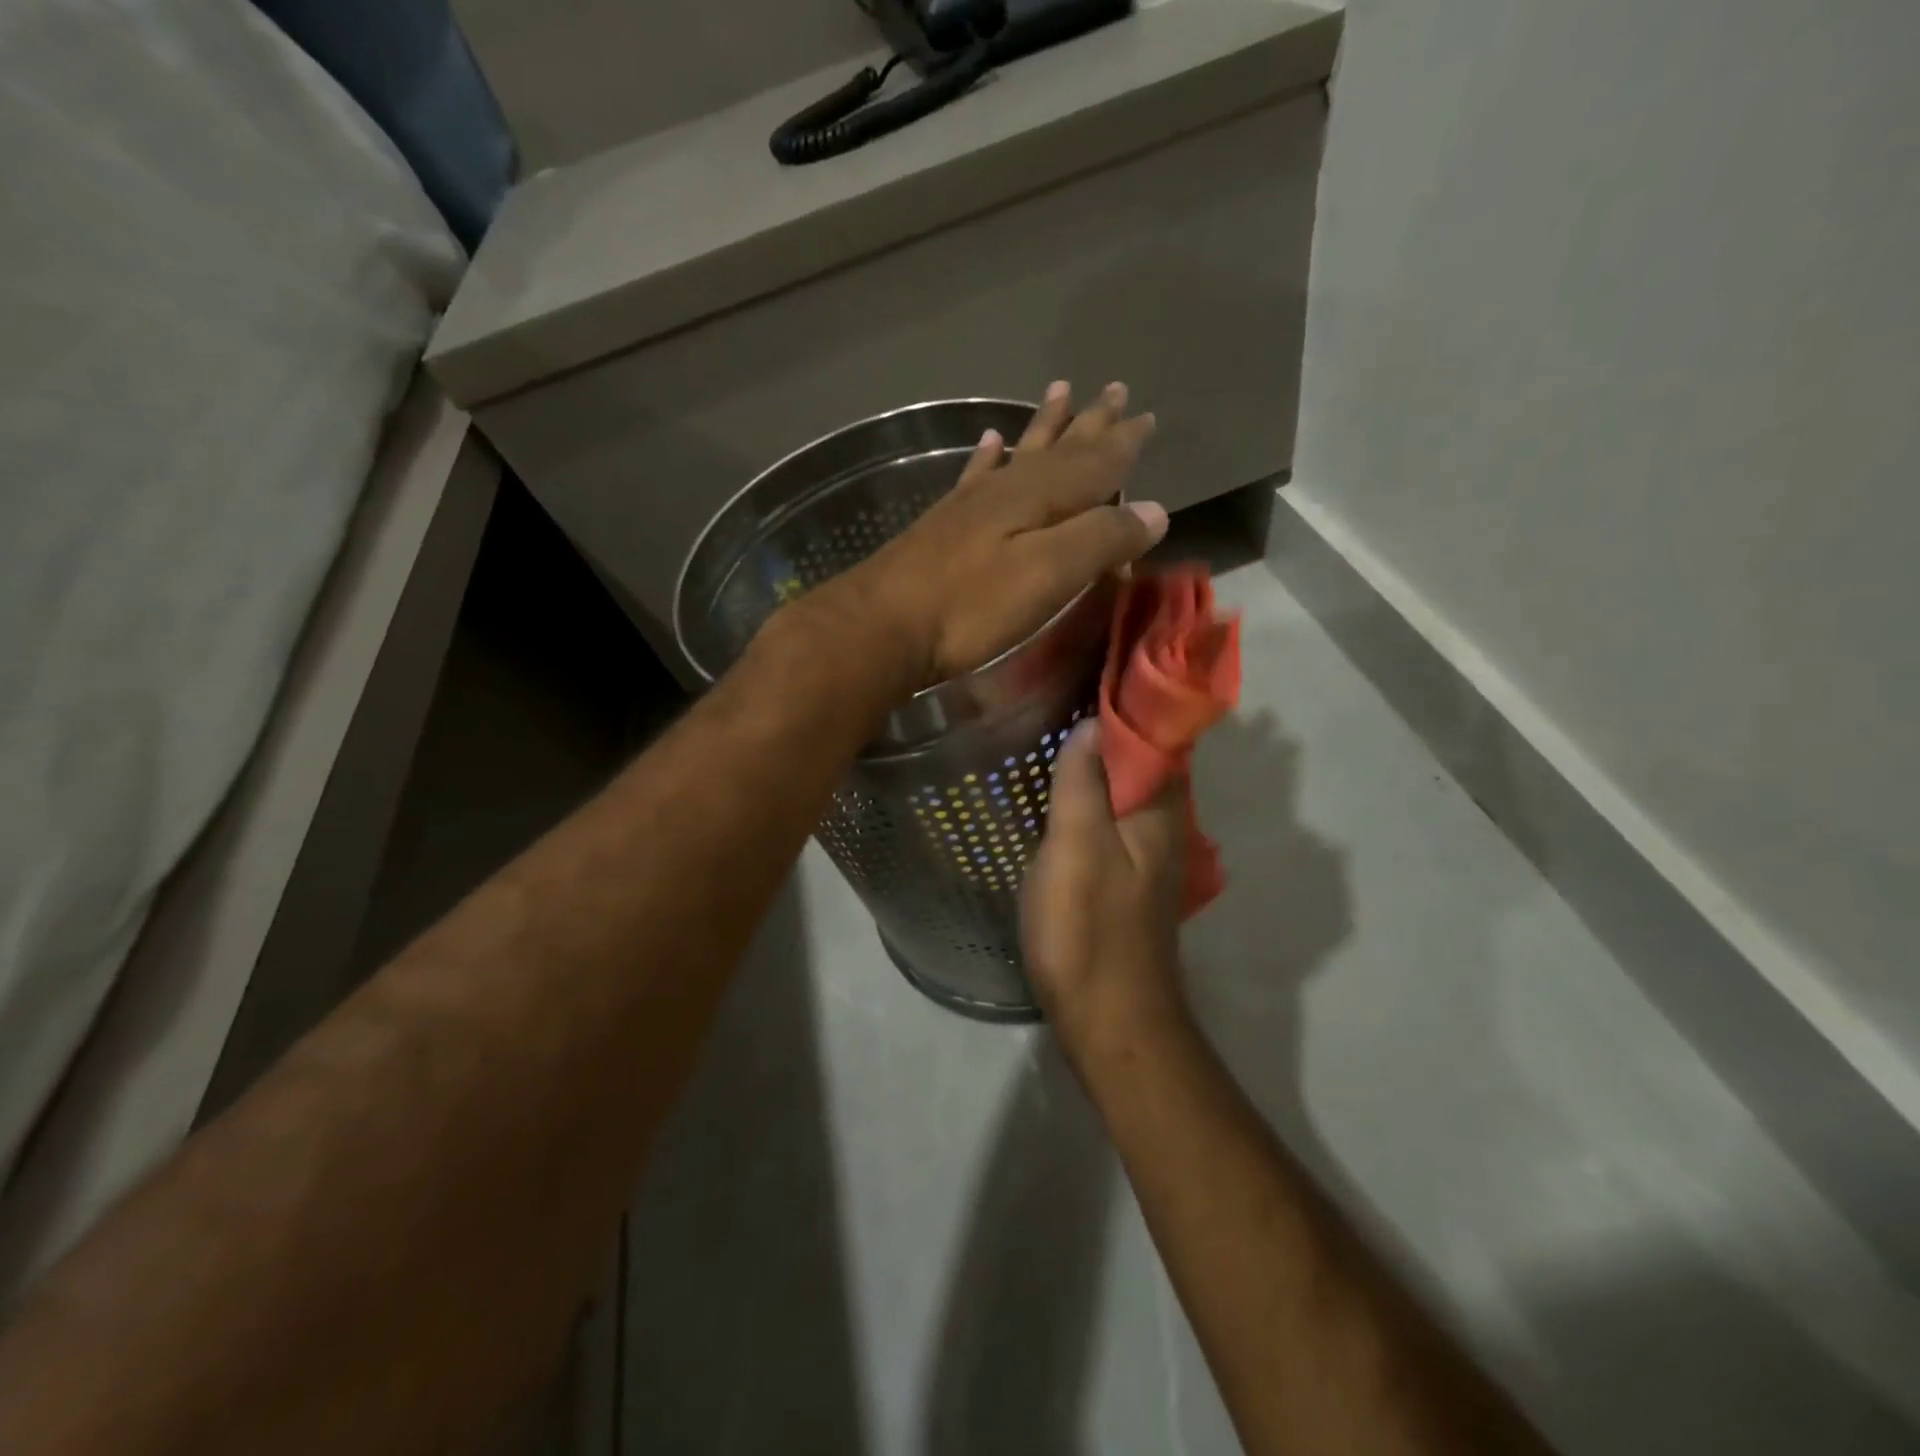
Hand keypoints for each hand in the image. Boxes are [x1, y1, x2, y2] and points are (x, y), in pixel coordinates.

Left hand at [817, 382, 1166, 690]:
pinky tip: (990, 441)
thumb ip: (1100, 539)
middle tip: (1114, 389)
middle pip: (1058, 448)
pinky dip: (988, 456)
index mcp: (1039, 498)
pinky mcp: (944, 524)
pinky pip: (974, 475)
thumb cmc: (971, 607)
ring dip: (1044, 426)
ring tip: (1060, 393)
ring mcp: (971, 504)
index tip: (1148, 416)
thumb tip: (1155, 510)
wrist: (883, 626)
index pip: (1095, 463)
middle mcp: (1007, 489)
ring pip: (1019, 453)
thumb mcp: (1048, 576)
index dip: (1124, 443)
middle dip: (1090, 423)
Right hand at [1022, 719, 1189, 1065]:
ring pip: (1128, 787)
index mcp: (1159, 808)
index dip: (1127, 697)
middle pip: (1143, 757)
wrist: (1110, 1019)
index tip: (1090, 663)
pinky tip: (1063, 789)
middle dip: (1112, 721)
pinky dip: (1095, 792)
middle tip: (1061, 688)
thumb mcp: (1076, 848)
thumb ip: (1084, 784)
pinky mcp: (1129, 876)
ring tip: (1057, 726)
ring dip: (1102, 757)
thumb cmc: (1089, 930)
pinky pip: (1114, 816)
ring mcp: (1148, 853)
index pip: (1154, 733)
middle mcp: (1165, 824)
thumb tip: (1094, 722)